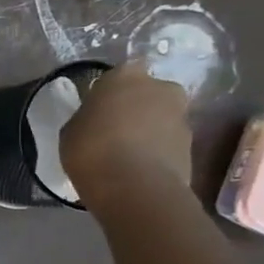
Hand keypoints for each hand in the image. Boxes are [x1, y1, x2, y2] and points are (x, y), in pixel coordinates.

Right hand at [60, 61, 192, 208]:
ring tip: (127, 155)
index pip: (118, 75)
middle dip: (136, 107)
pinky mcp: (192, 146)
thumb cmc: (92, 149)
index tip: (98, 110)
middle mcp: (160, 88)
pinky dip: (157, 151)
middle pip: (147, 93)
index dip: (108, 93)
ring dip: (148, 130)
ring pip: (161, 118)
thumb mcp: (71, 130)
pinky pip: (168, 143)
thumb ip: (87, 117)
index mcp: (125, 76)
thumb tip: (95, 120)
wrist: (135, 188)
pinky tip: (138, 169)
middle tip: (115, 129)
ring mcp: (181, 116)